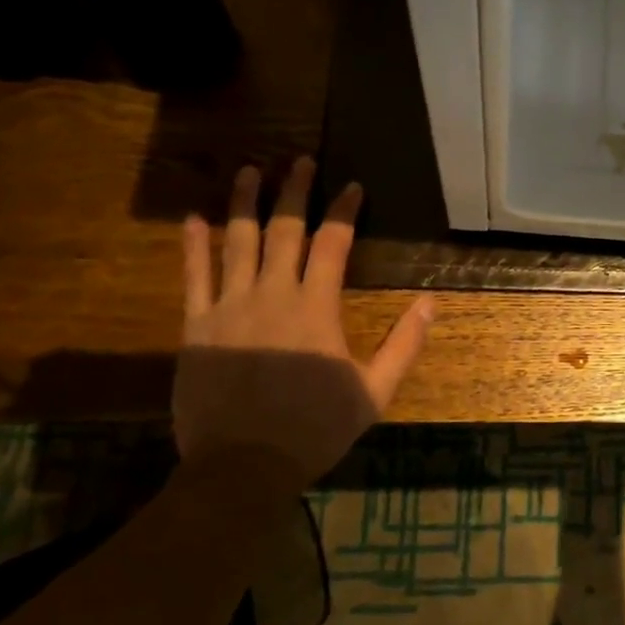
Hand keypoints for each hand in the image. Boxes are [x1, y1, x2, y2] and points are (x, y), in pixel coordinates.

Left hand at [173, 161, 433, 488]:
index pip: (333, 243)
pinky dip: (194, 245)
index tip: (352, 186)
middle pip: (285, 229)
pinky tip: (194, 218)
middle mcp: (272, 294)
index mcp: (316, 307)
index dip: (343, 210)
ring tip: (250, 171)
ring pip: (237, 242)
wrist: (243, 465)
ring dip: (244, 203)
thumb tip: (431, 303)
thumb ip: (404, 344)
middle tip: (299, 159)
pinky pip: (194, 277)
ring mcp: (229, 307)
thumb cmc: (315, 428)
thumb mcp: (374, 391)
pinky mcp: (197, 326)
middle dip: (295, 191)